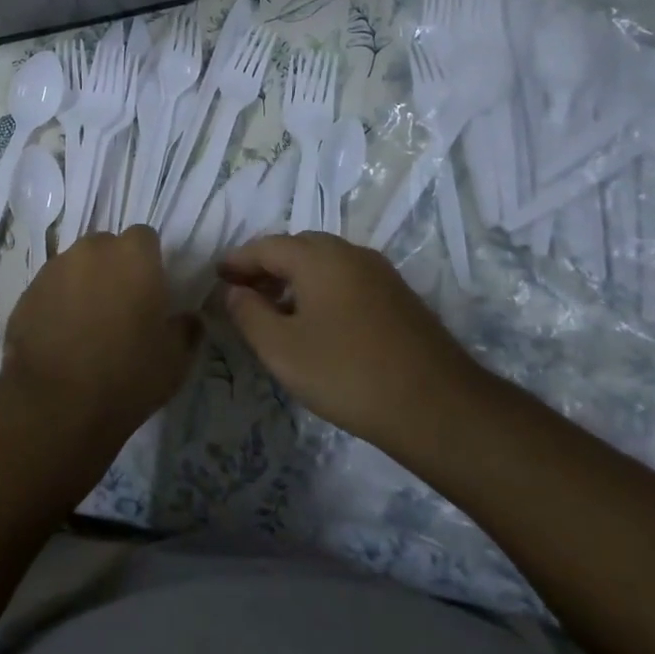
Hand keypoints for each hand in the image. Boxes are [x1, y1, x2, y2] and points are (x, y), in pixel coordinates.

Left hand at [1, 226, 197, 440]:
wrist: (57, 405)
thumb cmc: (127, 376)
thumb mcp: (176, 359)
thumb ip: (186, 328)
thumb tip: (188, 319)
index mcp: (134, 255)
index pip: (145, 238)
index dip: (149, 262)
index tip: (150, 291)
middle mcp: (92, 250)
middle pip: (107, 247)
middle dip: (114, 268)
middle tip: (120, 308)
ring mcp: (54, 268)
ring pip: (76, 266)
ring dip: (84, 284)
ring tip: (87, 325)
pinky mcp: (27, 292)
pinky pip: (50, 288)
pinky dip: (58, 303)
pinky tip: (61, 338)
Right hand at [219, 233, 482, 451]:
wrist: (437, 407)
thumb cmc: (347, 373)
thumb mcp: (282, 349)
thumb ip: (249, 313)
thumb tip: (235, 290)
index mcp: (318, 257)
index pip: (266, 246)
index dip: (238, 260)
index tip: (217, 276)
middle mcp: (350, 253)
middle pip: (297, 248)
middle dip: (266, 266)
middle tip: (243, 292)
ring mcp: (379, 273)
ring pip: (325, 263)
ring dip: (295, 278)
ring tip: (275, 309)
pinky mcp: (398, 297)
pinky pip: (346, 280)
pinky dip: (321, 289)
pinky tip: (316, 321)